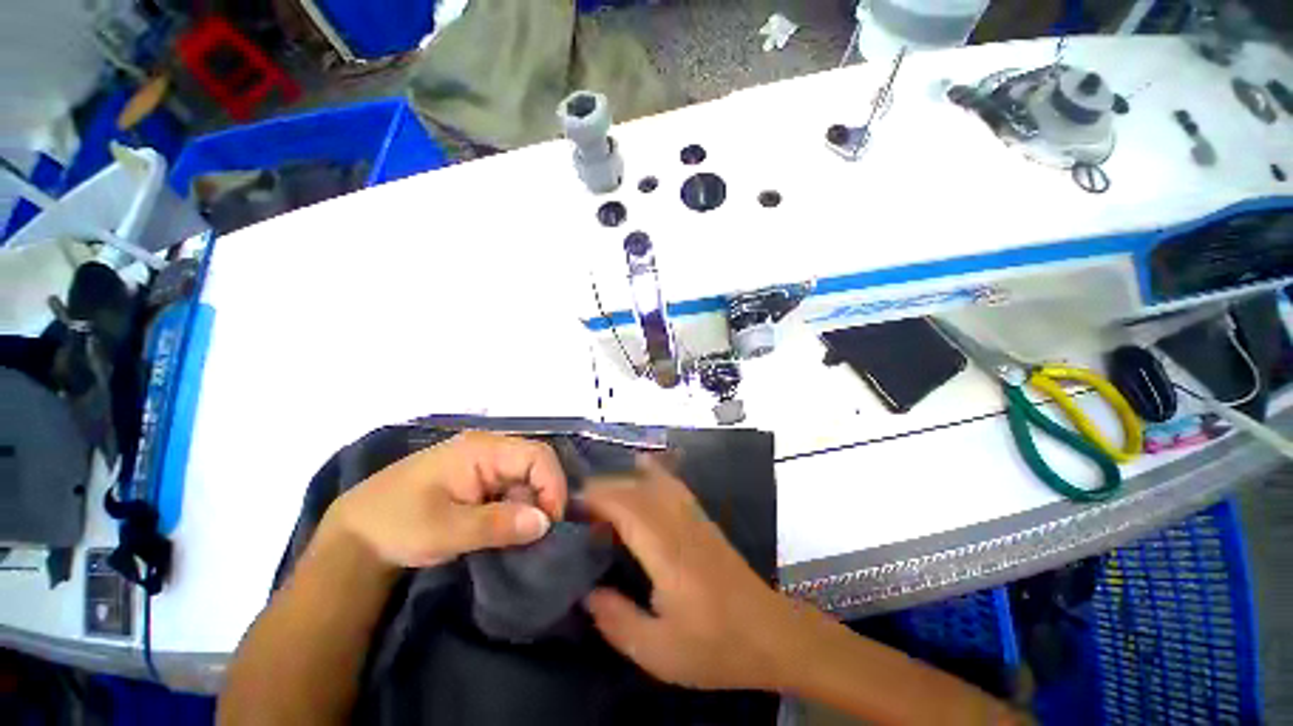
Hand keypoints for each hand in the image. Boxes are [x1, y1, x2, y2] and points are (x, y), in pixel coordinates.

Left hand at [326, 432, 567, 569]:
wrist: (355, 537)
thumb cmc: (397, 525)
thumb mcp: (446, 530)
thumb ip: (498, 524)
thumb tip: (545, 523)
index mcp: (481, 449)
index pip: (537, 455)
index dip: (552, 485)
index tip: (551, 523)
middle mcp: (487, 449)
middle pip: (535, 464)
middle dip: (543, 497)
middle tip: (539, 533)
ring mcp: (483, 464)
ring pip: (526, 478)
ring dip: (530, 505)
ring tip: (523, 535)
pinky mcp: (478, 480)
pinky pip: (511, 488)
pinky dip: (517, 509)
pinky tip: (510, 530)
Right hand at [581, 457, 798, 690]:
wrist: (770, 633)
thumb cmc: (715, 645)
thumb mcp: (659, 652)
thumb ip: (617, 621)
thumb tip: (587, 593)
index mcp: (666, 550)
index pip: (626, 506)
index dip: (596, 499)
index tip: (570, 506)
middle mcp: (679, 522)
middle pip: (637, 487)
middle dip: (604, 488)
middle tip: (577, 505)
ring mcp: (694, 516)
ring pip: (655, 480)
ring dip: (626, 479)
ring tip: (601, 494)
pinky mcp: (702, 518)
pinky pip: (673, 483)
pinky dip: (653, 472)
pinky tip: (643, 471)